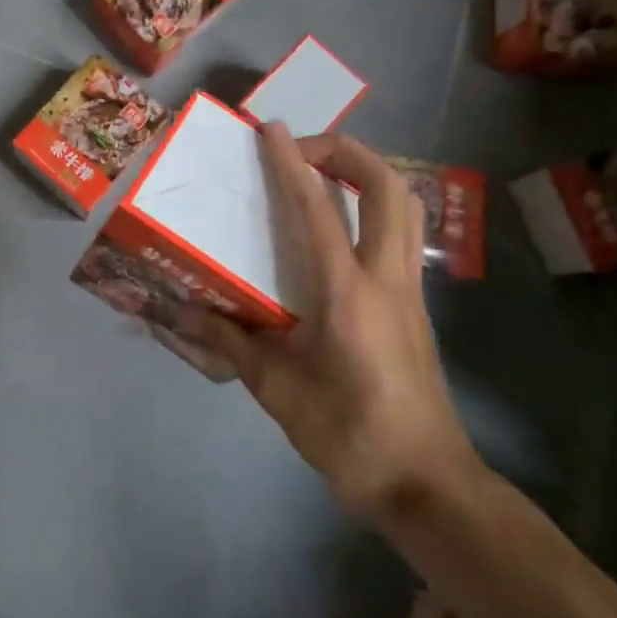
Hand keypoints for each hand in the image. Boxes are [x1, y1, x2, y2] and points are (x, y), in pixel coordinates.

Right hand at [181, 125, 484, 528]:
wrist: (430, 487)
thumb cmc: (352, 438)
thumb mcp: (279, 393)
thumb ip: (233, 343)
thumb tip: (186, 311)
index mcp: (348, 294)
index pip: (319, 210)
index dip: (292, 162)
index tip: (269, 129)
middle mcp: (386, 279)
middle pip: (386, 187)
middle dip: (346, 151)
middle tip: (301, 150)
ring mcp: (409, 290)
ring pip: (405, 205)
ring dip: (367, 173)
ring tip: (323, 174)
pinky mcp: (415, 305)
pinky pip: (401, 232)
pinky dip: (373, 205)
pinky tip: (339, 227)